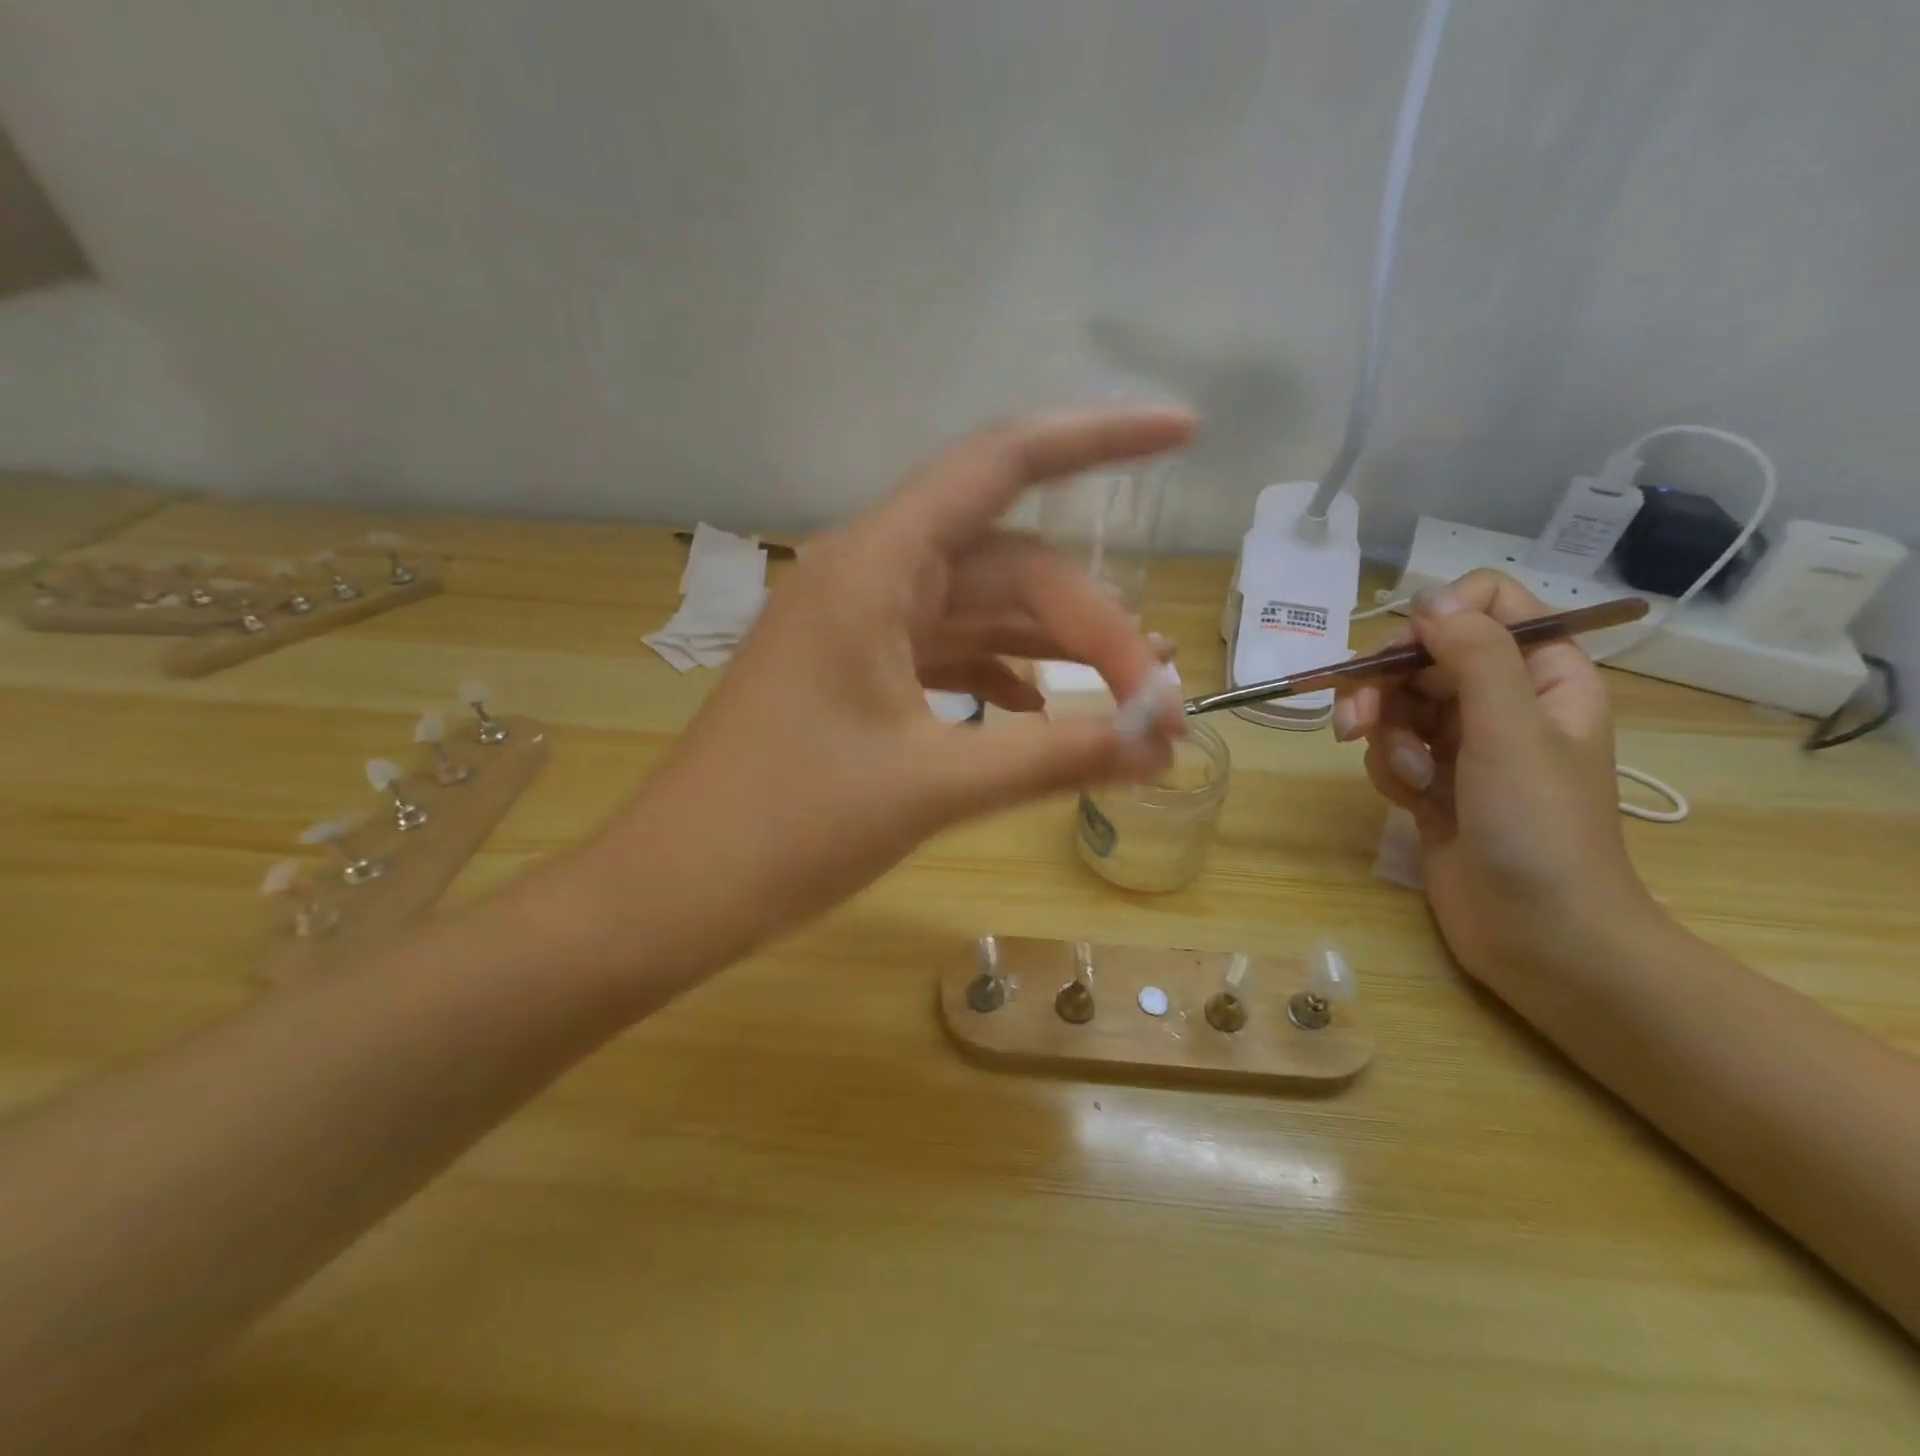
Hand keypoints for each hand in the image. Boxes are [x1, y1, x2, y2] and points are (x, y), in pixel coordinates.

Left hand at [580, 409, 1193, 963]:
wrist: (677, 888)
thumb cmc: (790, 828)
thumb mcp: (934, 786)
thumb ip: (1056, 756)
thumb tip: (1161, 744)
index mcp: (874, 568)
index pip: (1002, 466)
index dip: (1098, 438)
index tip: (1184, 433)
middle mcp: (867, 576)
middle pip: (1010, 565)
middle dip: (1094, 624)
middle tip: (1159, 705)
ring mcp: (859, 627)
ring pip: (983, 610)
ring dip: (1055, 649)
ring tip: (1129, 703)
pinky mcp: (855, 673)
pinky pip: (948, 651)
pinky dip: (1002, 674)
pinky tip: (1040, 709)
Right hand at [1333, 570, 1661, 984]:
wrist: (1539, 933)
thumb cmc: (1540, 827)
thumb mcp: (1511, 728)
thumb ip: (1473, 655)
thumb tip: (1427, 598)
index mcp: (1544, 674)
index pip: (1490, 603)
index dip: (1442, 616)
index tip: (1408, 651)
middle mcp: (1503, 700)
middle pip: (1425, 655)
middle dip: (1385, 685)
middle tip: (1355, 721)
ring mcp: (1465, 743)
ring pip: (1398, 704)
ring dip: (1385, 736)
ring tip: (1403, 776)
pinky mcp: (1433, 780)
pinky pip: (1391, 749)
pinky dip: (1391, 771)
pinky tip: (1412, 803)